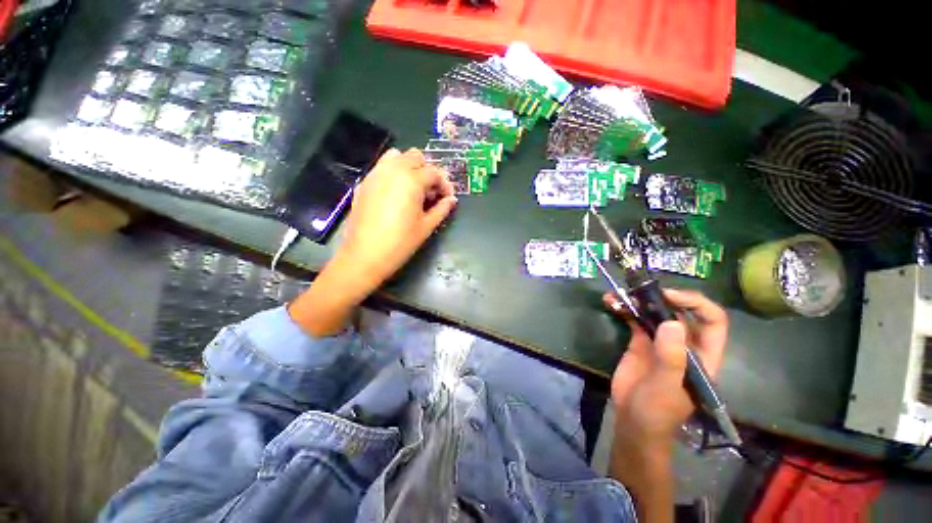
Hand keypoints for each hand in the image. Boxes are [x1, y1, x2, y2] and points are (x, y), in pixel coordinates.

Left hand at [338, 147, 456, 285]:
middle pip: (415, 157)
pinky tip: (396, 194)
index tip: (447, 198)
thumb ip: (441, 209)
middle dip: (427, 171)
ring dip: (409, 167)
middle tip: (431, 193)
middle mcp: (393, 170)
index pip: (434, 172)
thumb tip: (452, 200)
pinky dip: (393, 172)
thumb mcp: (426, 227)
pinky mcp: (364, 183)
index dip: (445, 184)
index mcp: (411, 180)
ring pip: (396, 156)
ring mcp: (376, 174)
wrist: (364, 255)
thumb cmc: (400, 243)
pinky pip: (382, 167)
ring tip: (414, 189)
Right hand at [605, 289, 726, 522]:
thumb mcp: (666, 387)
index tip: (669, 296)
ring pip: (654, 312)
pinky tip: (610, 303)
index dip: (696, 303)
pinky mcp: (640, 341)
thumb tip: (672, 323)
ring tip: (619, 294)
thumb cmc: (658, 410)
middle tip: (639, 291)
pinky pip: (634, 319)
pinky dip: (623, 309)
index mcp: (701, 353)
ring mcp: (660, 341)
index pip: (712, 320)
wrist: (632, 420)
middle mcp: (684, 343)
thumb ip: (671, 358)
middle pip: (681, 311)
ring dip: (637, 300)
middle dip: (662, 296)